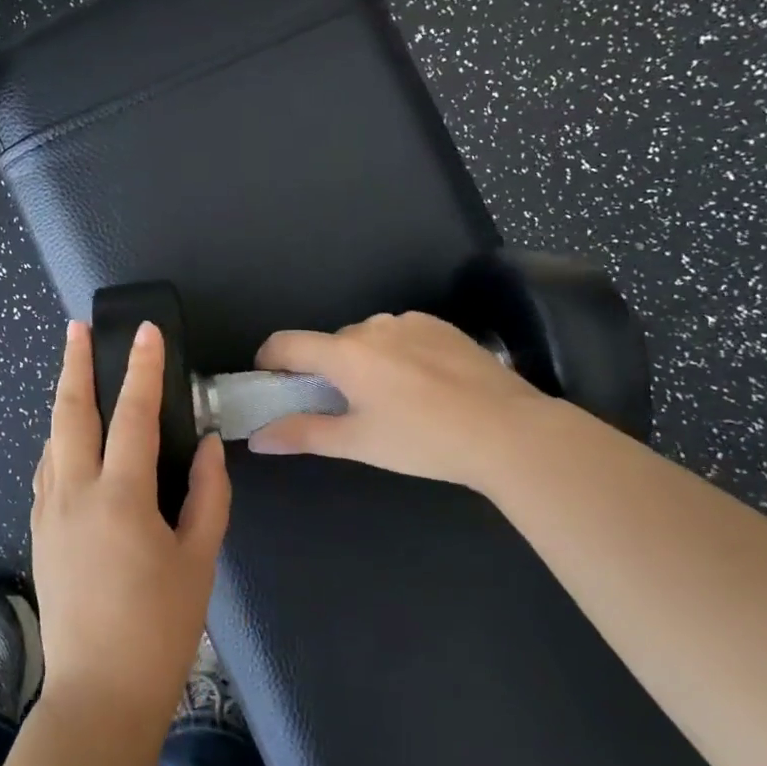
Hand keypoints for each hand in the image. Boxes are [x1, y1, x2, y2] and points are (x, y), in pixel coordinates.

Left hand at [30, 321, 230, 733]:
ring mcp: (49, 512)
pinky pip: (47, 470)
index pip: (133, 416)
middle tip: (75, 329)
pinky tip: (70, 441)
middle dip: (73, 365)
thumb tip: (209, 446)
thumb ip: (208, 495)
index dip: (143, 369)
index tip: (145, 332)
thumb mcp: (199, 560)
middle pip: (70, 413)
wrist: (99, 693)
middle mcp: (75, 493)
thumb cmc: (159, 628)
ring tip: (75, 373)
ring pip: (52, 439)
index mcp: (121, 498)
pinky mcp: (40, 532)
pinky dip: (59, 441)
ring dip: (63, 401)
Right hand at [249, 311, 550, 491]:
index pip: (285, 343)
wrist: (509, 431)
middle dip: (324, 371)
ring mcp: (409, 321)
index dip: (268, 361)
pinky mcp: (440, 325)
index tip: (272, 384)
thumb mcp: (358, 443)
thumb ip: (302, 435)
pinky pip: (400, 334)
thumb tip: (257, 438)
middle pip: (328, 344)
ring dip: (361, 361)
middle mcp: (371, 326)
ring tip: (389, 400)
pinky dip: (395, 354)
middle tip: (342, 409)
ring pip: (366, 339)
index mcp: (345, 353)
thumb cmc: (424, 441)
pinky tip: (422, 386)